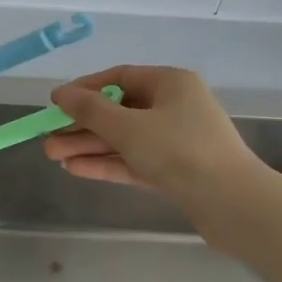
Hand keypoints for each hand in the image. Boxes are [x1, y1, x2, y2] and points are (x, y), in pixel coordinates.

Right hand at [45, 66, 263, 208]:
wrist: (232, 203)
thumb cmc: (179, 151)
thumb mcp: (128, 127)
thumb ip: (90, 110)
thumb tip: (60, 94)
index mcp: (170, 82)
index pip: (120, 77)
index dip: (85, 89)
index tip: (55, 104)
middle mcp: (175, 105)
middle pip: (119, 110)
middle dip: (82, 125)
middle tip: (48, 139)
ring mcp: (177, 140)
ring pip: (125, 138)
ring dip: (90, 146)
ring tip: (53, 156)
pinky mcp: (177, 170)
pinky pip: (136, 160)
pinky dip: (109, 163)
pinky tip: (76, 169)